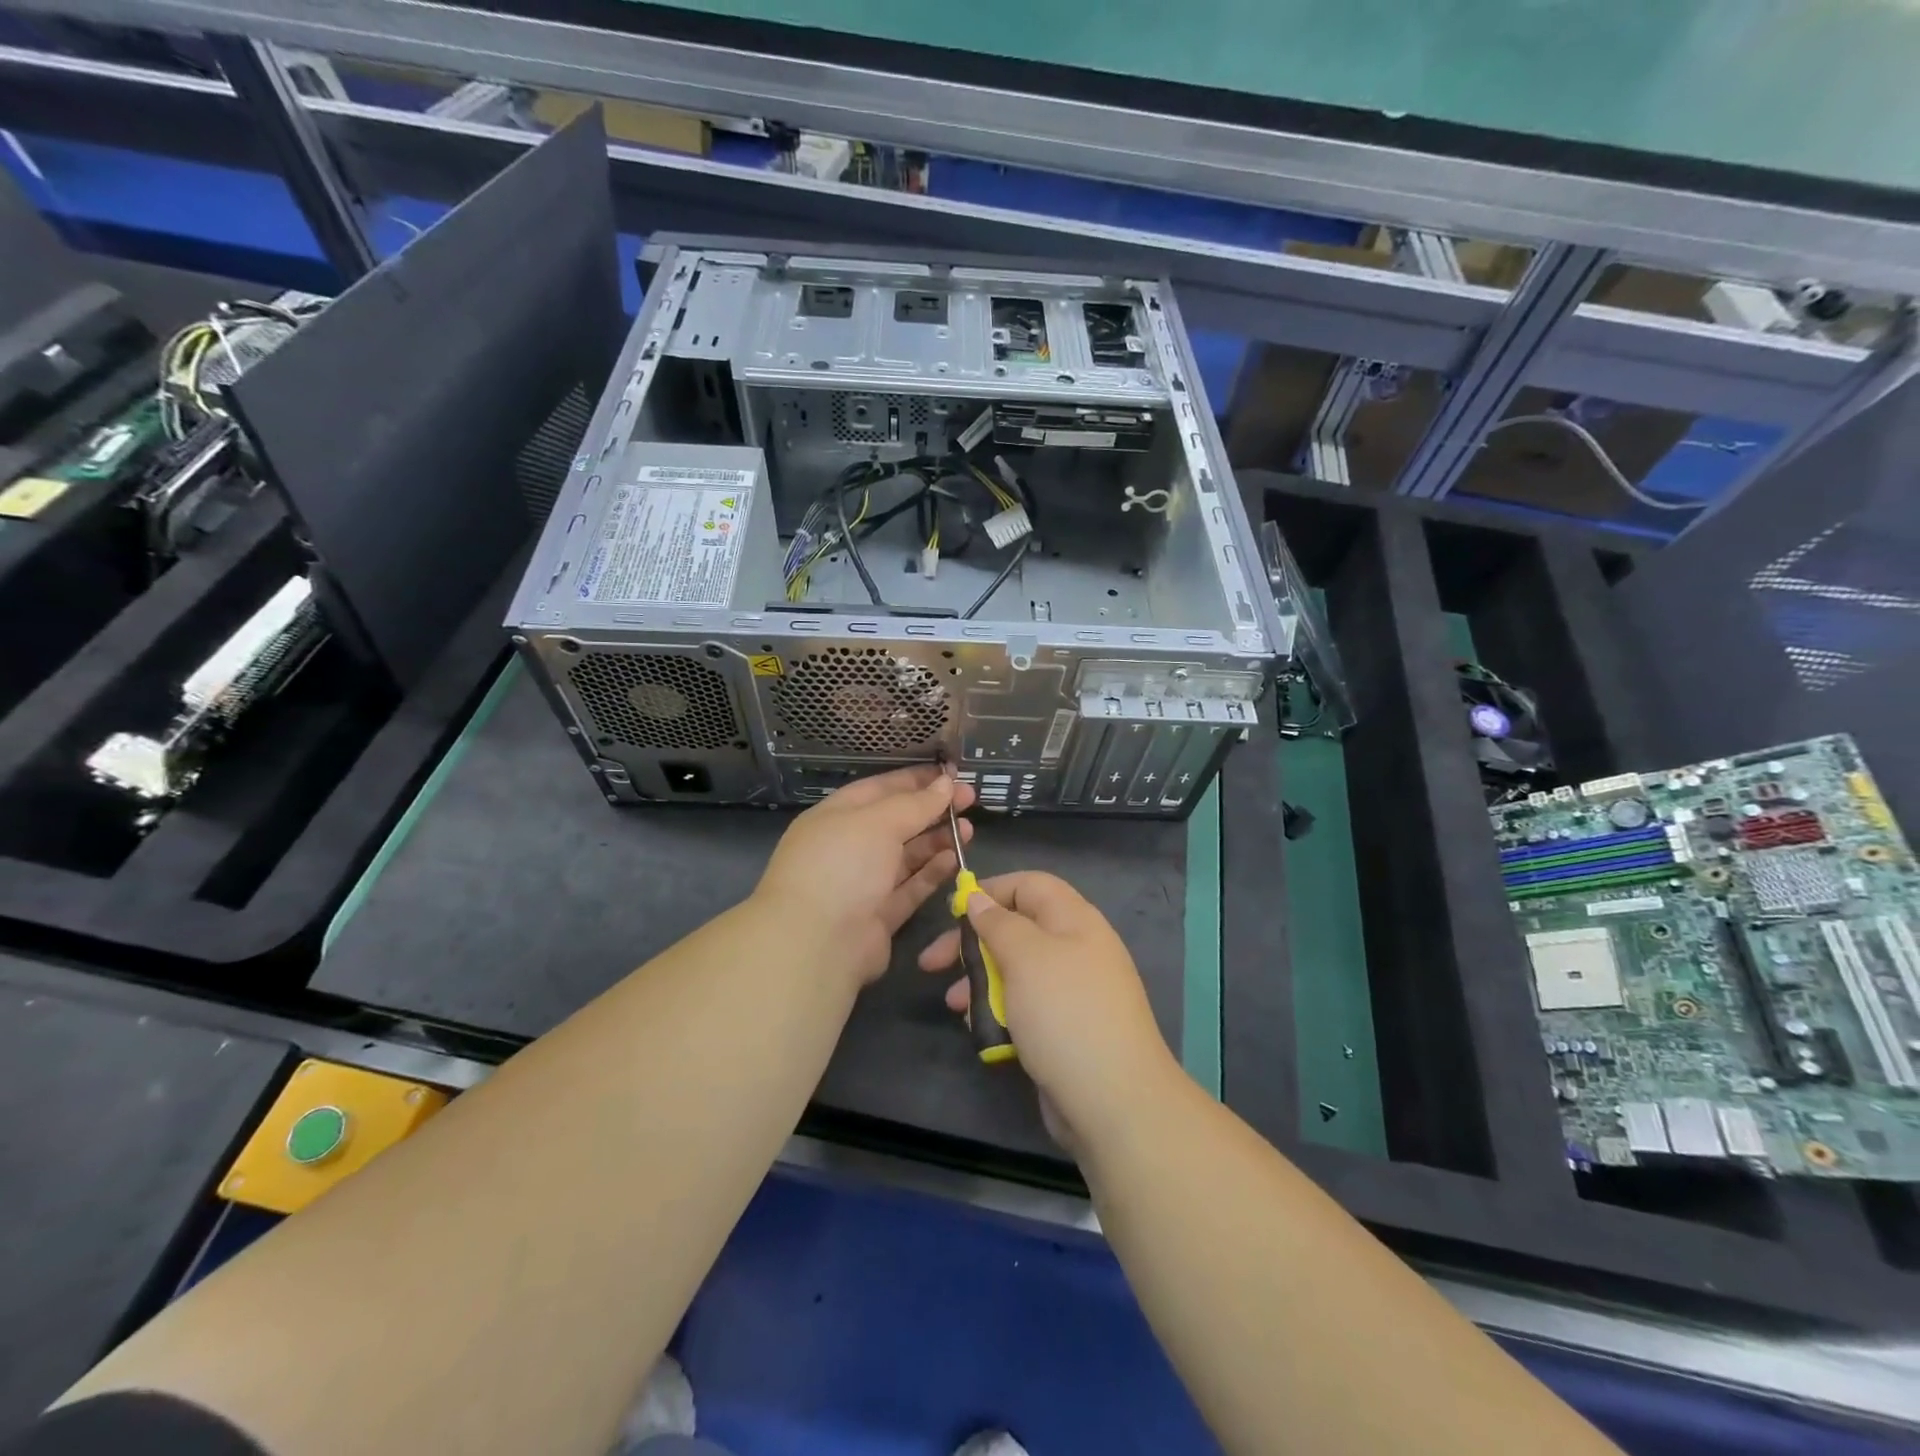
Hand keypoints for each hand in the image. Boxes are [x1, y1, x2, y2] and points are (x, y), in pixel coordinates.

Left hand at [755, 766, 974, 989]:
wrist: (816, 943)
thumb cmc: (841, 865)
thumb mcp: (877, 822)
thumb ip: (915, 803)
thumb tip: (945, 782)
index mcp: (837, 816)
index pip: (880, 789)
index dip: (916, 780)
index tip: (951, 773)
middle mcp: (849, 847)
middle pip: (897, 821)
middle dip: (932, 809)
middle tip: (970, 799)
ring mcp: (864, 883)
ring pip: (907, 855)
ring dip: (937, 840)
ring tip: (969, 829)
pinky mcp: (880, 915)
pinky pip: (911, 887)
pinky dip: (933, 873)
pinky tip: (956, 859)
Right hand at [919, 871, 1178, 1151]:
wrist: (1113, 1101)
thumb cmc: (1064, 1013)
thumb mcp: (1025, 957)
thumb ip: (998, 923)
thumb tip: (980, 898)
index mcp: (1074, 920)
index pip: (1029, 885)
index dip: (990, 891)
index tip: (952, 912)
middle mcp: (1075, 948)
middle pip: (1016, 928)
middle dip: (972, 943)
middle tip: (932, 963)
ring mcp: (1071, 991)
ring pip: (1015, 970)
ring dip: (979, 981)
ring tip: (954, 1004)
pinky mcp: (1063, 1028)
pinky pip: (1023, 1006)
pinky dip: (998, 1011)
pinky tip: (978, 1028)